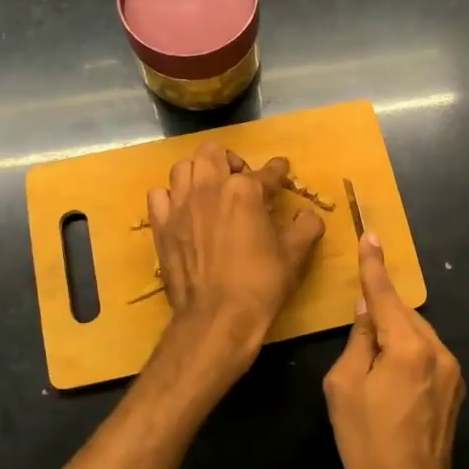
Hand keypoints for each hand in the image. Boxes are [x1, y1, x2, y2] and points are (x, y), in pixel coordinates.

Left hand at [148, 140, 324, 359]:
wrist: (217, 317)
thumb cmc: (260, 283)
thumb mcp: (294, 254)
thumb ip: (306, 226)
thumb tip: (308, 214)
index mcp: (244, 190)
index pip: (266, 171)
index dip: (278, 170)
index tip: (281, 170)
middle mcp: (209, 187)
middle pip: (213, 151)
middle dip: (230, 160)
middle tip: (241, 180)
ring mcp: (180, 205)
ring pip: (183, 168)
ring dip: (199, 173)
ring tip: (210, 191)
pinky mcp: (161, 225)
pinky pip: (159, 195)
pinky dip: (171, 197)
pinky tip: (183, 210)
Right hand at [323, 233, 464, 468]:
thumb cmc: (366, 441)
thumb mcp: (345, 386)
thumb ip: (359, 338)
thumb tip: (367, 306)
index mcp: (407, 347)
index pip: (386, 295)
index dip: (374, 265)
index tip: (370, 235)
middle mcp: (437, 350)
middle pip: (403, 313)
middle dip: (381, 308)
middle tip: (358, 318)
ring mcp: (452, 369)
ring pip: (417, 332)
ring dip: (395, 332)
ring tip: (372, 357)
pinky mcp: (456, 387)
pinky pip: (427, 352)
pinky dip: (408, 349)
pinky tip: (392, 372)